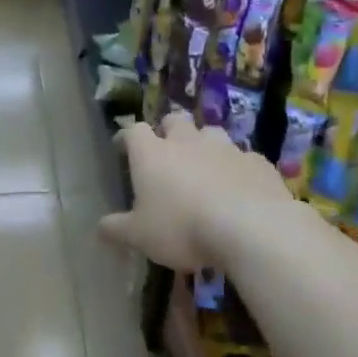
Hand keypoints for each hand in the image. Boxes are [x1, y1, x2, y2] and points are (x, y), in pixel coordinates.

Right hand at [100, 111, 295, 271]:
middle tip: (166, 151)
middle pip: (175, 120)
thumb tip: (99, 228)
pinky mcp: (258, 163)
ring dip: (205, 145)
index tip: (123, 148)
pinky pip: (243, 158)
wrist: (251, 229)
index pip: (134, 131)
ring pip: (211, 133)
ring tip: (204, 167)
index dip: (127, 137)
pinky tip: (239, 187)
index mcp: (152, 155)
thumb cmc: (182, 228)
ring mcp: (226, 149)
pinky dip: (236, 168)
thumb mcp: (139, 236)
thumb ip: (116, 229)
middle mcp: (187, 142)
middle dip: (168, 130)